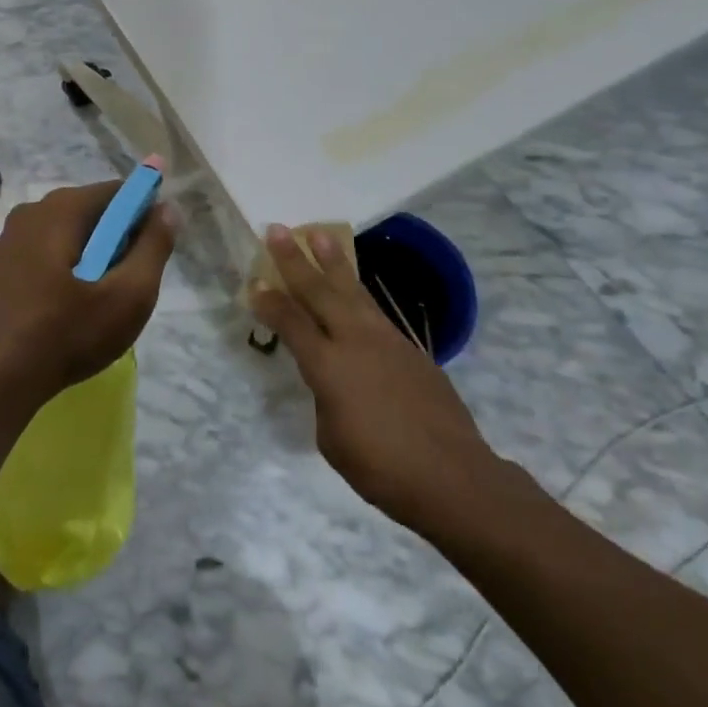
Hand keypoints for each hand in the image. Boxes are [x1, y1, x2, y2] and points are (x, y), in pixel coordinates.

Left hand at [0, 181, 176, 404]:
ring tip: (101, 300)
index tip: (154, 250)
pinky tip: (69, 307)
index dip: (144, 213)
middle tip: (130, 283)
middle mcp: (32, 211)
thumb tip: (167, 209)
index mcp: (62, 208)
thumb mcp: (128, 295)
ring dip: (92, 256)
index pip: (118, 191)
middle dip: (118, 238)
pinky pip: (46, 253)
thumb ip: (153, 247)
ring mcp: (10, 238)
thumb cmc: (67, 333)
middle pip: (92, 211)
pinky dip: (66, 268)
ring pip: (68, 234)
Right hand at [250, 224, 506, 540]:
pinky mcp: (410, 348)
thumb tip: (333, 380)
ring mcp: (386, 340)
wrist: (453, 476)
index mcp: (329, 366)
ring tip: (320, 234)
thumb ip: (326, 399)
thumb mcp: (332, 439)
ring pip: (352, 290)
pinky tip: (353, 287)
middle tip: (277, 230)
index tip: (254, 283)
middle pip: (319, 291)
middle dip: (295, 259)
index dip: (270, 303)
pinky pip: (375, 310)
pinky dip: (357, 292)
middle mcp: (355, 341)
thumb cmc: (382, 468)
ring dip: (333, 260)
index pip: (291, 323)